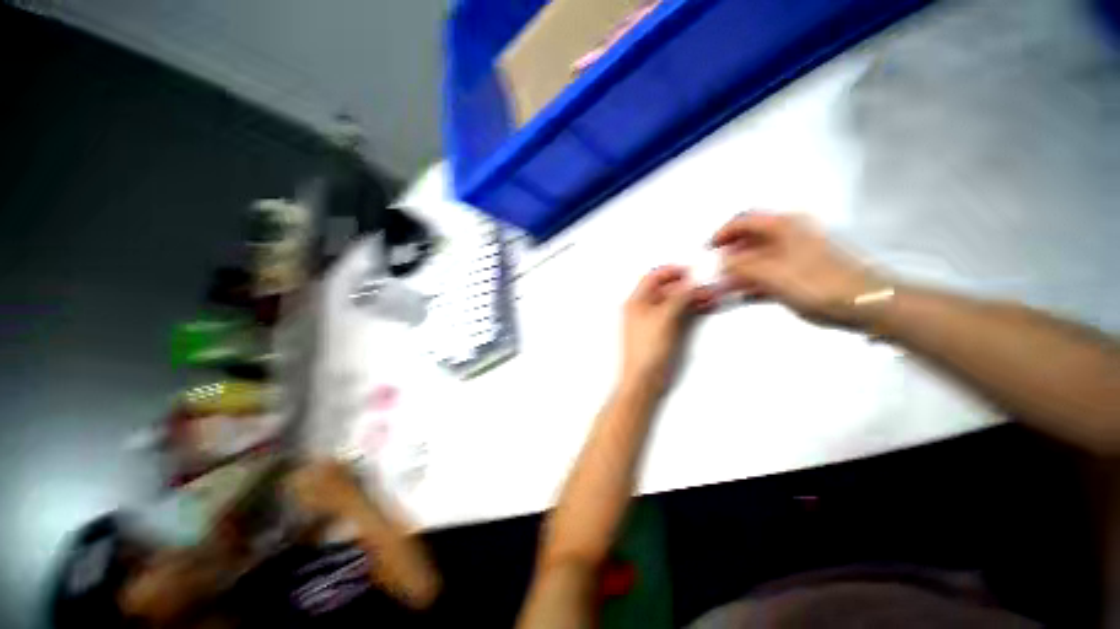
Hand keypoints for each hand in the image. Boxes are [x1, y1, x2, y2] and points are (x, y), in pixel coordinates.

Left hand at [621, 266, 713, 389]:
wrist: (645, 379)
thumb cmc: (646, 351)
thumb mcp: (664, 318)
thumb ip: (677, 298)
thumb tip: (689, 284)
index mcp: (636, 302)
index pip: (653, 278)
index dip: (671, 272)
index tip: (689, 271)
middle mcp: (643, 309)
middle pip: (666, 290)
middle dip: (686, 286)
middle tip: (705, 284)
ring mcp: (653, 321)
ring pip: (674, 302)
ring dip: (691, 297)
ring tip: (710, 296)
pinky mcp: (663, 332)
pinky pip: (678, 314)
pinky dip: (690, 309)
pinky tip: (703, 307)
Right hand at [711, 212, 883, 326]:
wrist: (868, 304)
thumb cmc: (823, 286)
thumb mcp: (774, 275)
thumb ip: (742, 267)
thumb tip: (723, 261)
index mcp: (785, 227)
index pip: (745, 221)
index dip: (723, 233)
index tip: (709, 249)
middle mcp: (791, 235)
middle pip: (750, 239)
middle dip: (730, 255)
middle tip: (716, 272)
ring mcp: (797, 253)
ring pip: (759, 257)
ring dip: (740, 271)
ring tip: (726, 287)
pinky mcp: (802, 270)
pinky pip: (770, 271)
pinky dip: (755, 281)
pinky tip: (745, 294)